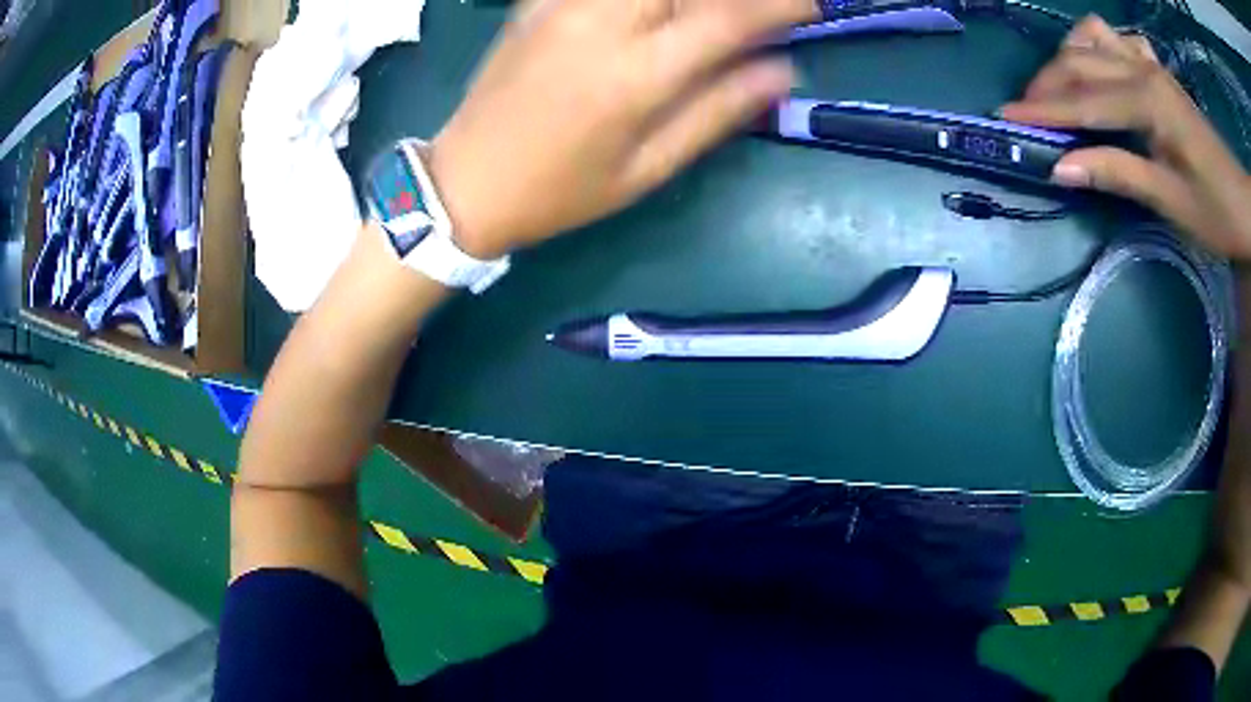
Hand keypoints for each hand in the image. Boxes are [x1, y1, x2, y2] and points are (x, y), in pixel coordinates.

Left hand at [428, 0, 814, 258]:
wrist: (465, 182)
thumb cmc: (561, 191)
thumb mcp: (648, 170)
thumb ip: (718, 113)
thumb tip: (780, 72)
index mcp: (636, 76)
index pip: (729, 18)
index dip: (782, 5)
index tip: (814, 5)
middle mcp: (601, 23)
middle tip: (764, 6)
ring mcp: (564, 4)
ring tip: (714, 14)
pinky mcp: (539, 0)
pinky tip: (664, 11)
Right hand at [1001, 16, 1250, 258]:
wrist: (1243, 203)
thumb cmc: (1217, 211)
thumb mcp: (1171, 202)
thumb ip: (1119, 174)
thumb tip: (1061, 167)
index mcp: (1149, 100)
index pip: (1085, 101)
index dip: (1044, 110)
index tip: (1005, 117)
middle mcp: (1143, 68)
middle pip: (1081, 61)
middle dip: (1048, 84)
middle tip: (1027, 111)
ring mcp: (1150, 64)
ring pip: (1092, 37)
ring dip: (1070, 56)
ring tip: (1063, 87)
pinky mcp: (1158, 70)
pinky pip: (1118, 40)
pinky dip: (1099, 47)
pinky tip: (1101, 68)